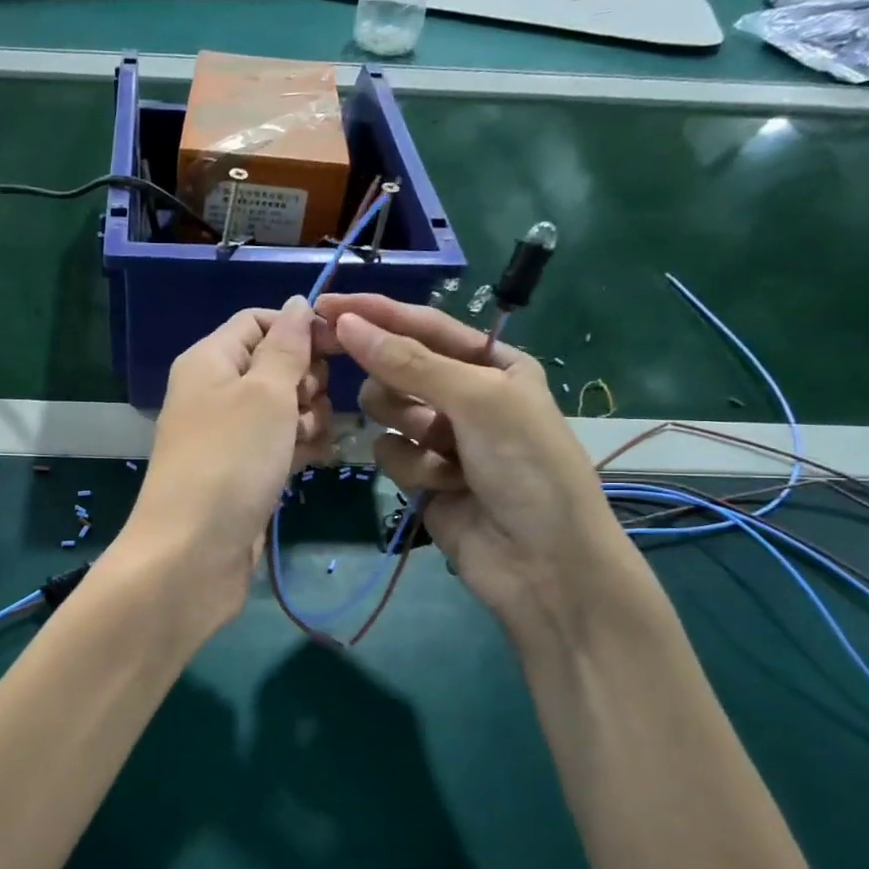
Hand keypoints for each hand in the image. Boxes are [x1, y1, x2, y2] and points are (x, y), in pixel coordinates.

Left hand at [115, 299, 330, 637]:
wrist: (192, 554)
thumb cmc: (231, 461)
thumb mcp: (265, 393)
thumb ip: (286, 346)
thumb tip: (296, 303)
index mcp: (209, 361)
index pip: (258, 322)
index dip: (299, 328)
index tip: (340, 348)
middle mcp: (215, 392)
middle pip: (275, 365)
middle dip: (306, 380)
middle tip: (309, 407)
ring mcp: (229, 436)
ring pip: (284, 408)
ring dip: (308, 418)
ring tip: (308, 443)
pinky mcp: (243, 472)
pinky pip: (280, 445)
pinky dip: (299, 448)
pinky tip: (315, 462)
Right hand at [315, 294, 634, 646]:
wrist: (543, 563)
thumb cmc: (526, 466)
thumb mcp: (477, 401)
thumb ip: (409, 362)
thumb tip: (346, 323)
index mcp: (492, 364)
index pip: (424, 326)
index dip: (376, 314)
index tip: (326, 305)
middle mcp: (465, 395)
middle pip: (398, 368)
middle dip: (391, 380)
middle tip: (372, 385)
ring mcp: (442, 438)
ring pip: (387, 411)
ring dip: (407, 428)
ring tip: (440, 451)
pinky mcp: (422, 477)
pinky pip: (389, 453)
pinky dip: (411, 467)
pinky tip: (440, 486)